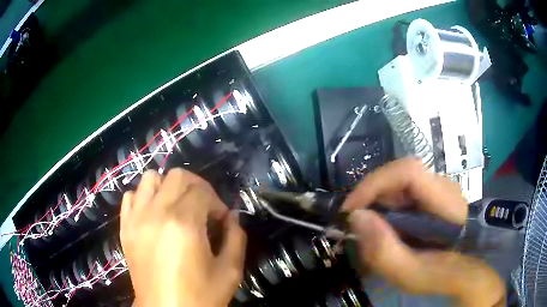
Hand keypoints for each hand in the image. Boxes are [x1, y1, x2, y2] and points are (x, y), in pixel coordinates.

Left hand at [120, 169, 246, 306]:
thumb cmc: (200, 296)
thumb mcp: (230, 271)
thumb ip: (236, 238)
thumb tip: (232, 216)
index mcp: (184, 224)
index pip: (203, 191)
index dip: (217, 203)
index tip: (222, 221)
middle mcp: (156, 213)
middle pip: (177, 176)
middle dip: (197, 187)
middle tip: (204, 208)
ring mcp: (136, 218)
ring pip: (151, 178)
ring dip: (168, 187)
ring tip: (177, 207)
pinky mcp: (125, 227)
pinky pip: (131, 196)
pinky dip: (144, 197)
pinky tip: (154, 214)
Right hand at [343, 159, 504, 306]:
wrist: (463, 270)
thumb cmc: (440, 274)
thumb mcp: (410, 273)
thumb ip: (384, 250)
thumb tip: (356, 217)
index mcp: (444, 202)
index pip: (408, 172)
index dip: (376, 183)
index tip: (352, 209)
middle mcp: (443, 186)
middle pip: (400, 174)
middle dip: (373, 195)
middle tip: (356, 222)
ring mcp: (439, 188)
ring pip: (400, 182)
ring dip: (379, 201)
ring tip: (370, 227)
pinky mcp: (433, 195)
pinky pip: (404, 191)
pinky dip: (388, 205)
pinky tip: (386, 225)